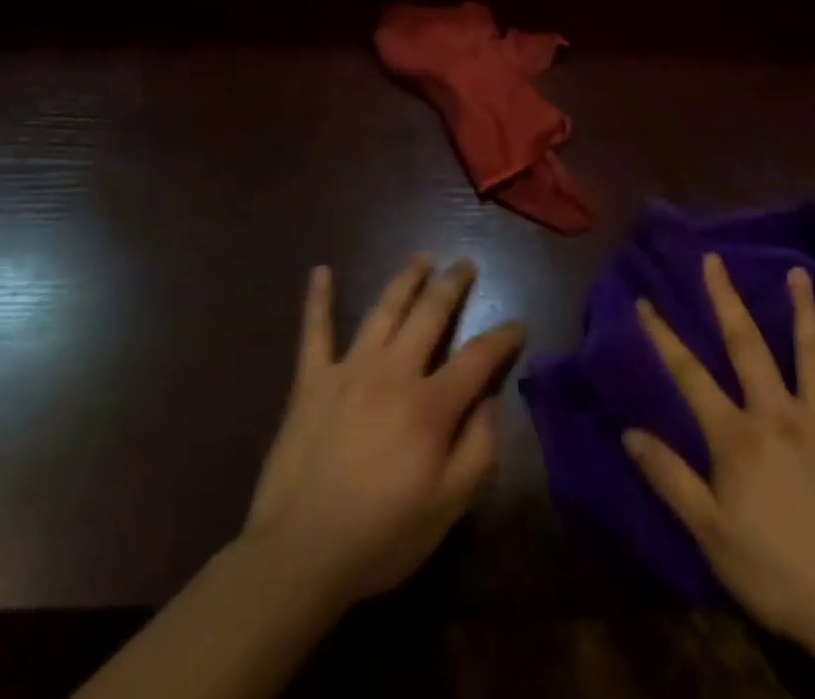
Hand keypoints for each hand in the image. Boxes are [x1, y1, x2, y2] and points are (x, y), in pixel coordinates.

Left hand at [243, 255, 522, 611]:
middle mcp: (393, 372)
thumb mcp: (448, 508)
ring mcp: (348, 370)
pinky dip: (318, 300)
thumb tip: (491, 401)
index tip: (518, 324)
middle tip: (465, 263)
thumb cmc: (380, 536)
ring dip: (405, 279)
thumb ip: (479, 450)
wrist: (297, 556)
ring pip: (384, 310)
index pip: (477, 357)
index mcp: (430, 404)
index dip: (502, 337)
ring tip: (422, 258)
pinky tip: (320, 271)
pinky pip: (314, 331)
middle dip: (452, 284)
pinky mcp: (311, 381)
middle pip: (430, 313)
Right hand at [624, 254, 814, 675]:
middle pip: (747, 344)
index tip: (644, 301)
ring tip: (798, 272)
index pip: (689, 374)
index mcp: (738, 437)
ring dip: (802, 308)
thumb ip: (670, 478)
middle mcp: (779, 413)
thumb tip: (629, 431)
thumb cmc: (780, 574)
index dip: (663, 335)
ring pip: (811, 351)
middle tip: (715, 259)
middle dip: (726, 298)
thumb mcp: (712, 536)